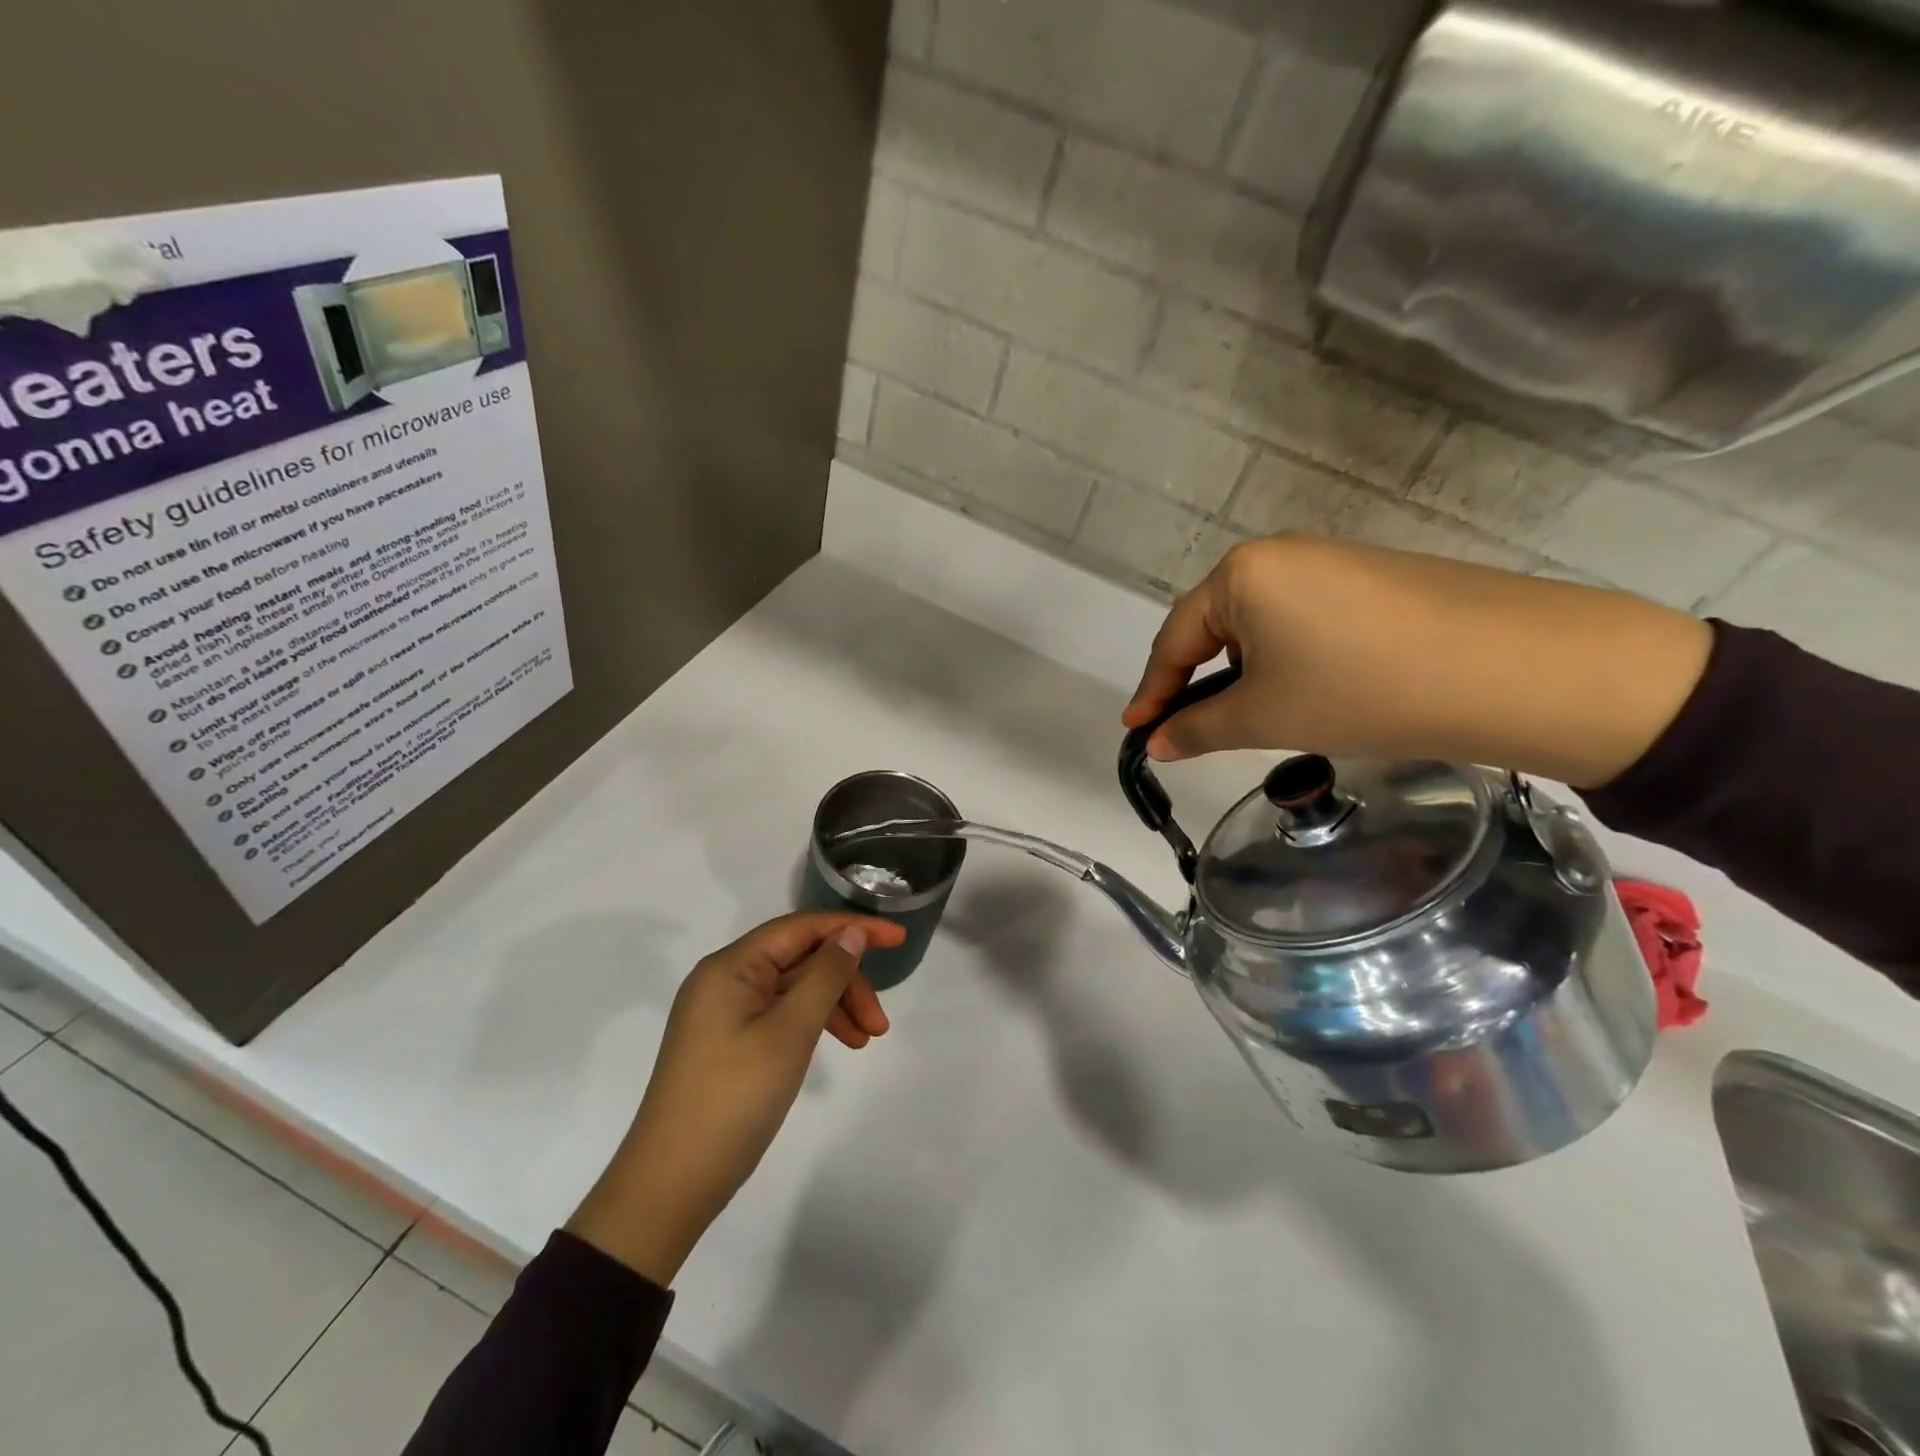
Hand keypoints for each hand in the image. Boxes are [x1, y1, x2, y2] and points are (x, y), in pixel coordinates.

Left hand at [566, 912, 904, 1285]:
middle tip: (879, 1024)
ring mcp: (724, 1012)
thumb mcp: (790, 1032)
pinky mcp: (728, 1041)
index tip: (898, 938)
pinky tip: (837, 1046)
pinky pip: (781, 1014)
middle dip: (846, 982)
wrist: (671, 1184)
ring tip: (868, 1041)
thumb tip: (851, 933)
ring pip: (794, 989)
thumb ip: (826, 975)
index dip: (853, 928)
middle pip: (801, 959)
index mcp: (731, 966)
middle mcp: (725, 979)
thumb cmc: (734, 1097)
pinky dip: (812, 1024)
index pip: (802, 927)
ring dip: (834, 1006)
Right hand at [1122, 534, 1712, 788]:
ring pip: (1262, 624)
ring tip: (1250, 717)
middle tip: (1188, 729)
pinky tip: (1307, 691)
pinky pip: (1304, 620)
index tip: (1136, 732)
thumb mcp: (1265, 716)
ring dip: (1244, 672)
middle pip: (1215, 625)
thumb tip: (1156, 743)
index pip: (1175, 639)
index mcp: (1241, 574)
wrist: (1519, 670)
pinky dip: (1288, 659)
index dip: (1152, 691)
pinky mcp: (1374, 579)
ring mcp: (1332, 561)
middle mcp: (1280, 554)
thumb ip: (1197, 728)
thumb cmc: (1361, 690)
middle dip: (1196, 680)